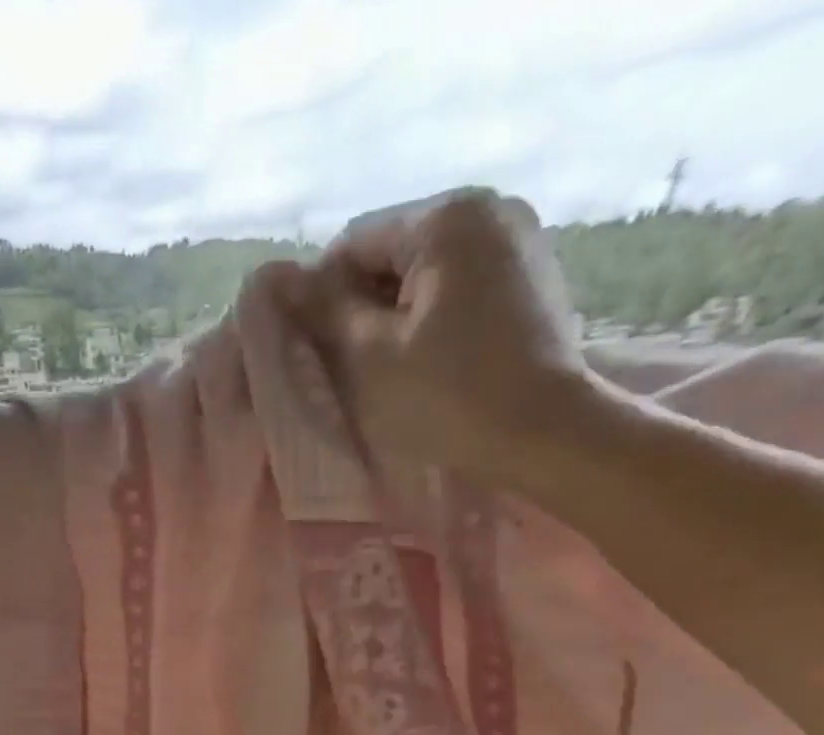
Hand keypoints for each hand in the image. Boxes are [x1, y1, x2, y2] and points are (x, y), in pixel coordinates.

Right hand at [319, 188, 594, 479]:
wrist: (546, 434)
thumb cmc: (448, 395)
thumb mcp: (369, 355)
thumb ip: (323, 310)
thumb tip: (277, 279)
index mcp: (447, 217)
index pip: (353, 243)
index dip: (322, 296)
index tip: (317, 349)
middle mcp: (489, 210)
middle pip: (393, 253)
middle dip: (363, 305)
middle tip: (351, 366)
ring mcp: (520, 241)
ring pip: (426, 274)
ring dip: (396, 316)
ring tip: (392, 369)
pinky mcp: (533, 278)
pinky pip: (460, 288)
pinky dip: (433, 318)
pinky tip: (431, 362)